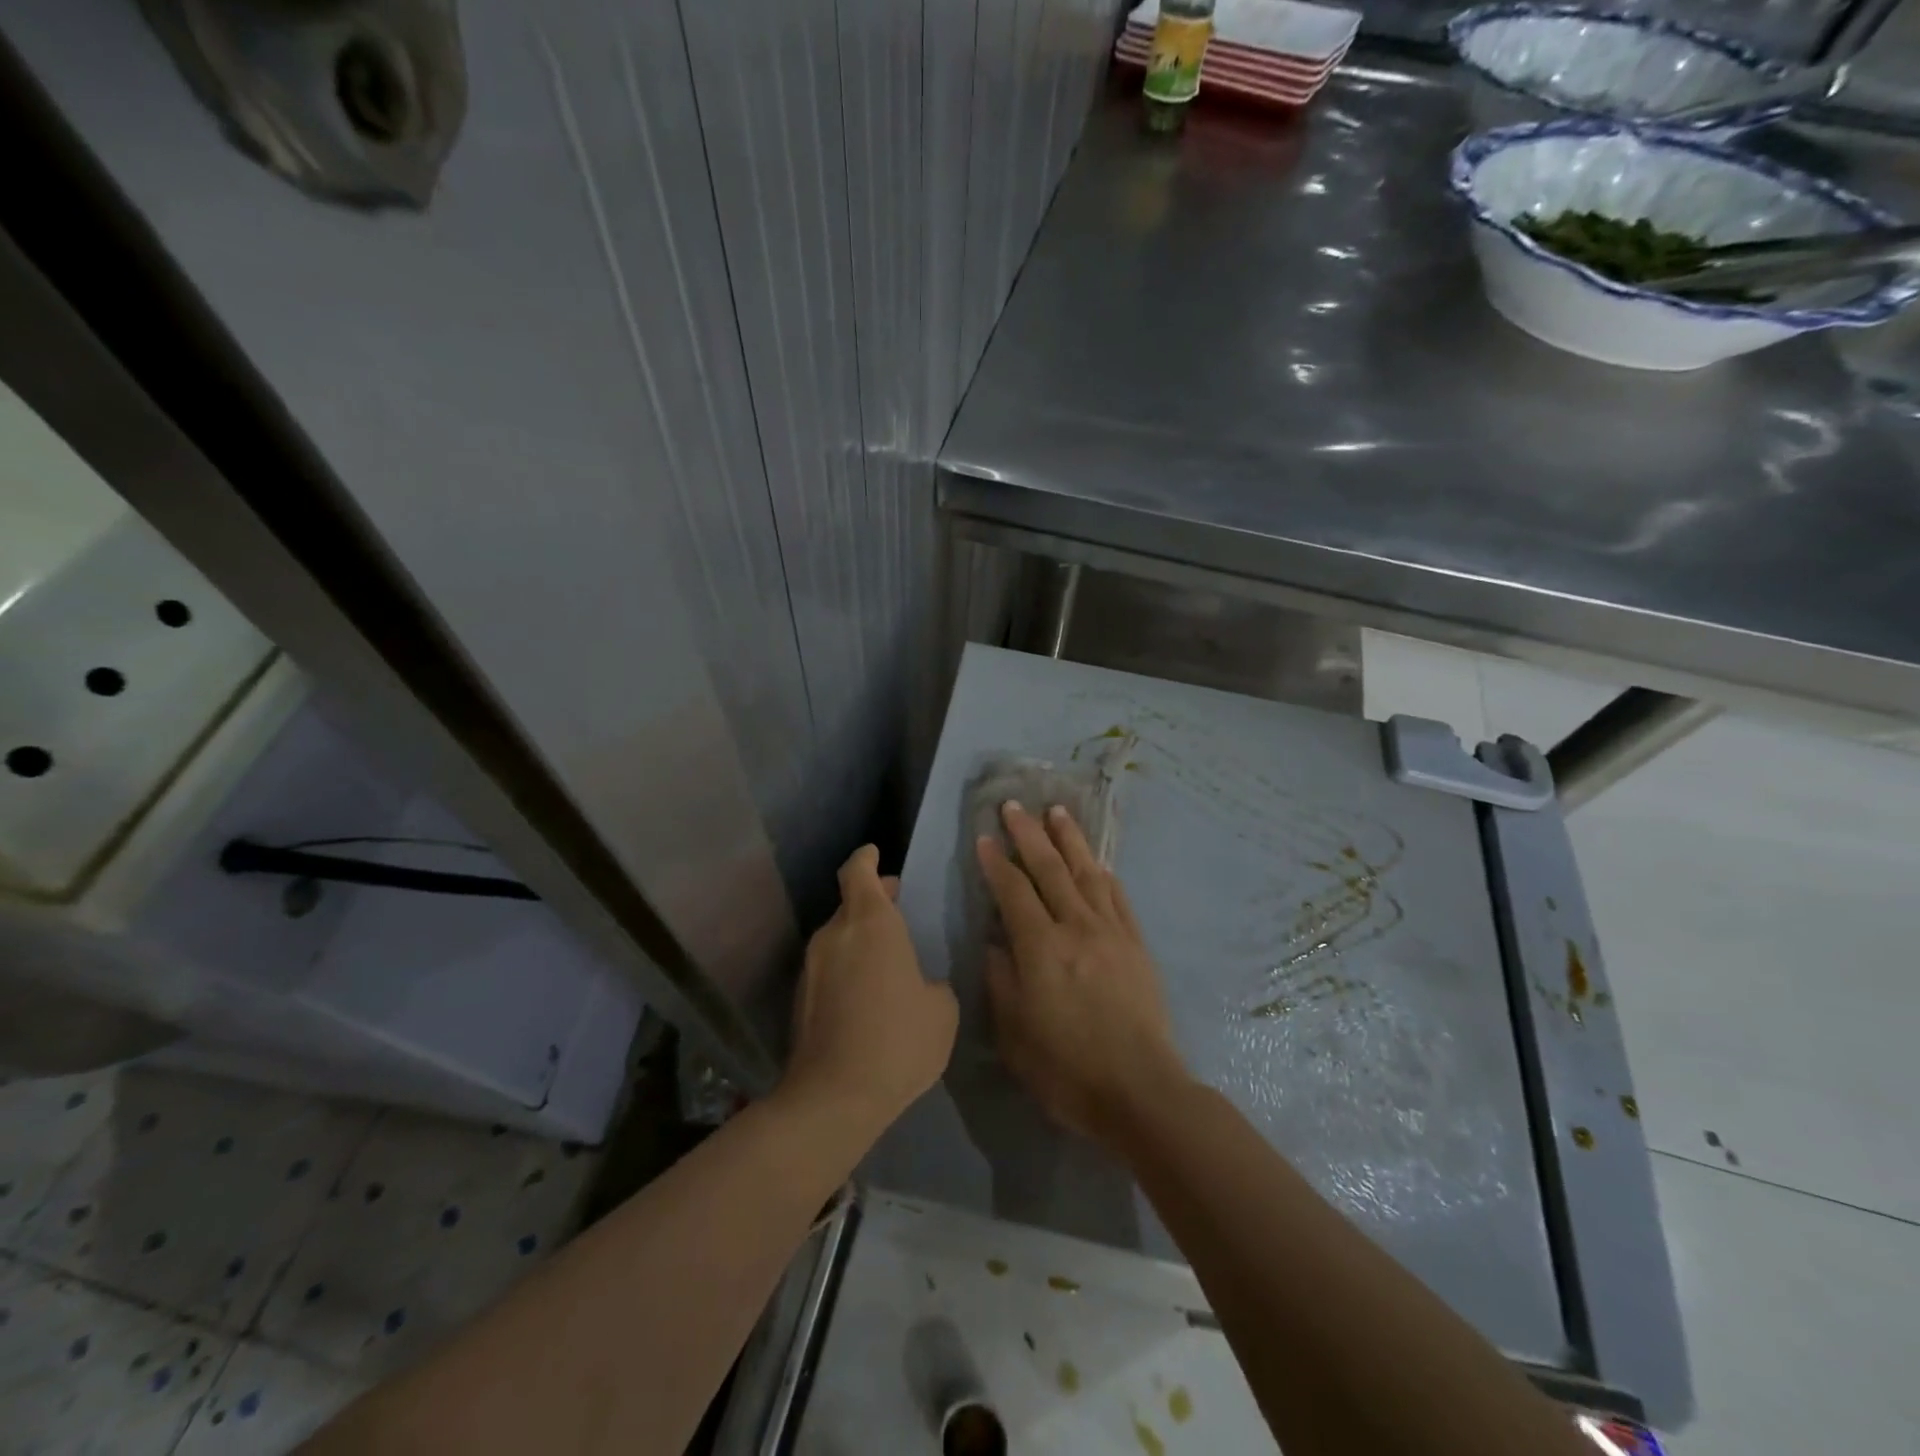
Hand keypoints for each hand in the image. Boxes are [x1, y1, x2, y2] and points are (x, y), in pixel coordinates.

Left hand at [783, 845, 957, 1137]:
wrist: (834, 1097)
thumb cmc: (898, 1040)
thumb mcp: (941, 1009)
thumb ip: (933, 982)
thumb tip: (921, 982)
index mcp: (870, 923)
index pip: (858, 871)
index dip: (866, 859)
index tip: (875, 854)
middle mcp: (835, 935)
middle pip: (850, 904)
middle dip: (872, 902)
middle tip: (898, 911)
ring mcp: (812, 967)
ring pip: (838, 937)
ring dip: (860, 938)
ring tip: (888, 959)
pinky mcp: (801, 998)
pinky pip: (829, 966)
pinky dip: (847, 967)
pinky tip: (868, 994)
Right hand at [975, 802, 1189, 1148]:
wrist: (1140, 1091)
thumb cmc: (1067, 1069)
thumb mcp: (1015, 1033)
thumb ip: (1002, 980)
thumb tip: (996, 942)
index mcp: (1041, 949)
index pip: (1013, 892)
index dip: (996, 863)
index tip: (983, 837)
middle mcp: (1077, 928)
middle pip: (1049, 870)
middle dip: (1029, 835)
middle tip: (1015, 806)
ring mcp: (1111, 933)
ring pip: (1087, 874)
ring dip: (1070, 840)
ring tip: (1057, 812)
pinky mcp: (1137, 945)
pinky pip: (1118, 898)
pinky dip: (1104, 875)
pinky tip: (1097, 862)